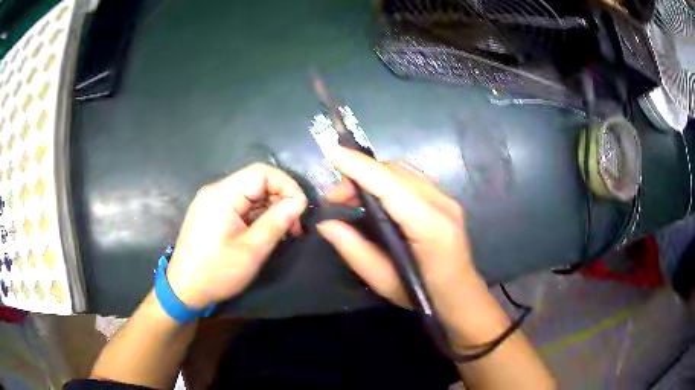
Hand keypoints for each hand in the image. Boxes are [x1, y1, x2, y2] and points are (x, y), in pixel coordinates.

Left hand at [166, 163, 307, 308]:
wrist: (184, 289)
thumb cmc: (217, 272)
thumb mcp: (252, 250)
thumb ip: (277, 221)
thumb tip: (300, 202)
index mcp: (222, 194)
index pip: (262, 172)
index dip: (287, 186)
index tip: (300, 210)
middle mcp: (216, 191)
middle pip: (256, 182)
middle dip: (280, 199)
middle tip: (294, 227)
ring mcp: (212, 202)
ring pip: (250, 194)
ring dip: (270, 209)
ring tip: (283, 233)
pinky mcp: (212, 213)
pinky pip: (240, 206)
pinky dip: (257, 216)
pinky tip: (265, 233)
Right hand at [317, 146, 496, 341]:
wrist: (461, 297)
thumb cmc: (424, 296)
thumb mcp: (384, 281)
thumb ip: (354, 249)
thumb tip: (326, 223)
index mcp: (430, 226)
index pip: (390, 184)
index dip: (359, 166)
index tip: (331, 152)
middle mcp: (442, 204)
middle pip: (396, 172)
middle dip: (360, 174)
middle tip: (335, 199)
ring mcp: (447, 200)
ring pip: (404, 171)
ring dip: (373, 175)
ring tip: (351, 197)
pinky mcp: (445, 201)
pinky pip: (411, 179)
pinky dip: (387, 180)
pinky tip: (375, 197)